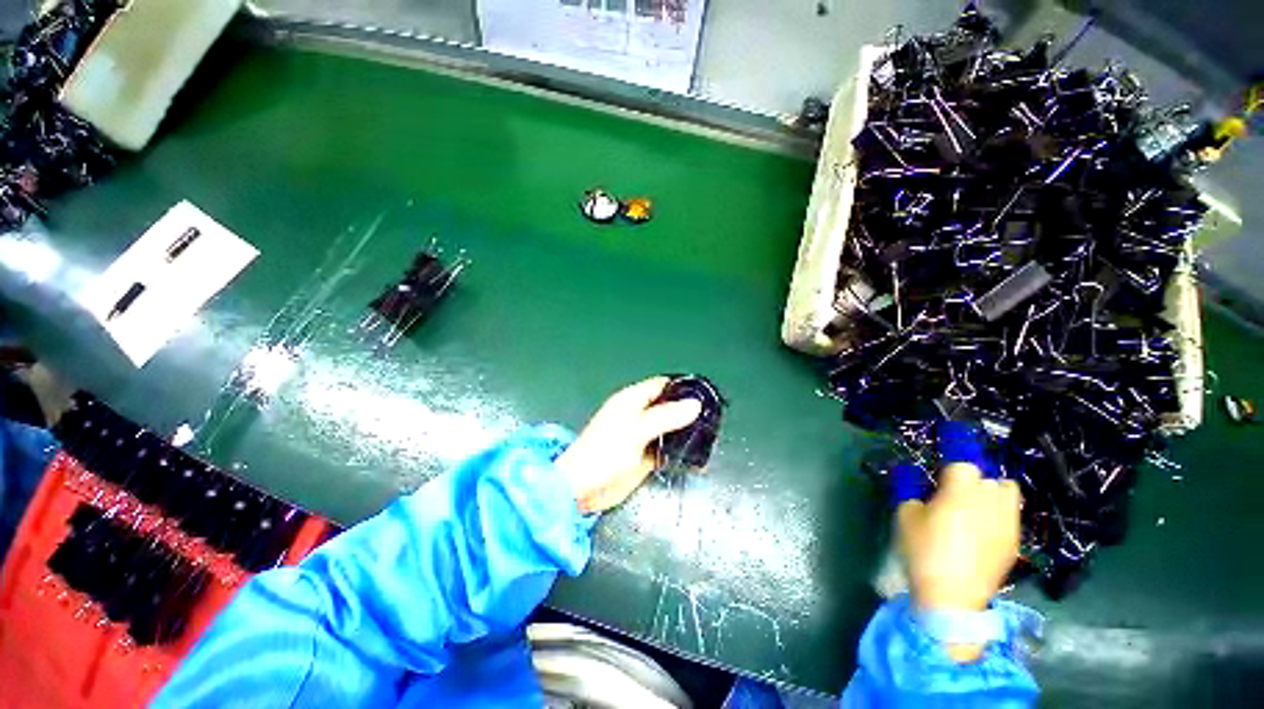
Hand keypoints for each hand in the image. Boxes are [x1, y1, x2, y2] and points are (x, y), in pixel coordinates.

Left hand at [555, 377, 702, 513]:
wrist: (583, 488)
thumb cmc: (604, 452)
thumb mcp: (637, 430)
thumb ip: (666, 417)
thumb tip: (695, 404)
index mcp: (632, 400)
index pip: (662, 385)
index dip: (682, 387)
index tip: (705, 394)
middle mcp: (638, 414)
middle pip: (667, 406)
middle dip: (687, 410)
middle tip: (712, 416)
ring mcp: (642, 435)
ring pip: (669, 427)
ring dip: (685, 430)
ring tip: (710, 433)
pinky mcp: (644, 455)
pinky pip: (666, 447)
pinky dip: (679, 448)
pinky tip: (695, 453)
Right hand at [898, 463, 1020, 661]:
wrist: (952, 597)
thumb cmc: (924, 551)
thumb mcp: (905, 516)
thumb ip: (914, 493)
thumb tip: (921, 484)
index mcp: (961, 492)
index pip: (963, 463)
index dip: (951, 463)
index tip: (941, 468)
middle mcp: (990, 501)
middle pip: (991, 476)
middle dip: (975, 479)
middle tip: (956, 491)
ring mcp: (1008, 522)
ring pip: (1008, 493)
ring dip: (993, 492)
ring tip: (976, 506)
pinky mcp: (1015, 541)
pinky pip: (1011, 515)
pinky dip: (999, 513)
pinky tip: (983, 528)